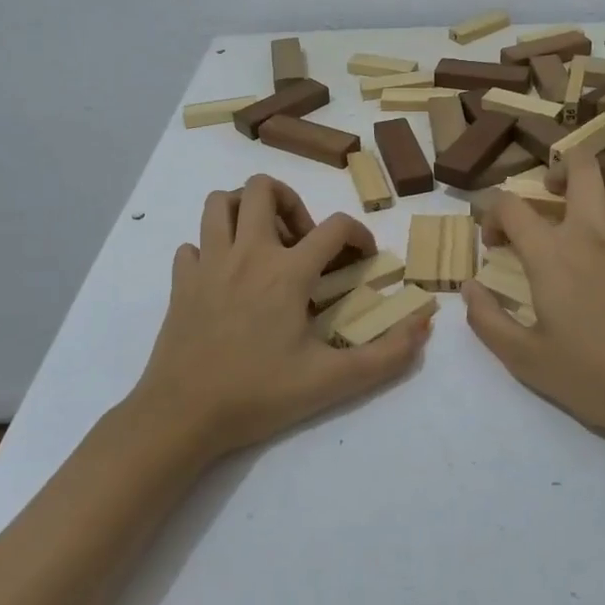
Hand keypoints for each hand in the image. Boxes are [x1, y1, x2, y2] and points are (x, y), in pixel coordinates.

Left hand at [132, 174, 431, 461]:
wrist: (181, 416)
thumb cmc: (258, 395)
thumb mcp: (332, 381)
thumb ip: (386, 356)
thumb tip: (424, 325)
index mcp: (286, 272)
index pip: (335, 227)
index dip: (358, 234)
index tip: (363, 258)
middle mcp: (247, 254)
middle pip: (262, 188)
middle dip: (290, 200)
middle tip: (302, 239)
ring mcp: (207, 264)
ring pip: (219, 203)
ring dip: (245, 210)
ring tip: (263, 242)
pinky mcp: (180, 283)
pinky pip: (192, 245)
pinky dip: (211, 249)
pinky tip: (224, 277)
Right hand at [461, 157, 604, 447]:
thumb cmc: (596, 377)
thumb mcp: (526, 360)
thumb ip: (488, 320)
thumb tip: (469, 288)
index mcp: (552, 254)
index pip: (510, 205)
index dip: (492, 212)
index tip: (495, 241)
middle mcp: (595, 233)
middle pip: (581, 166)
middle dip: (561, 168)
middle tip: (552, 192)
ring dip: (603, 198)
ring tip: (597, 224)